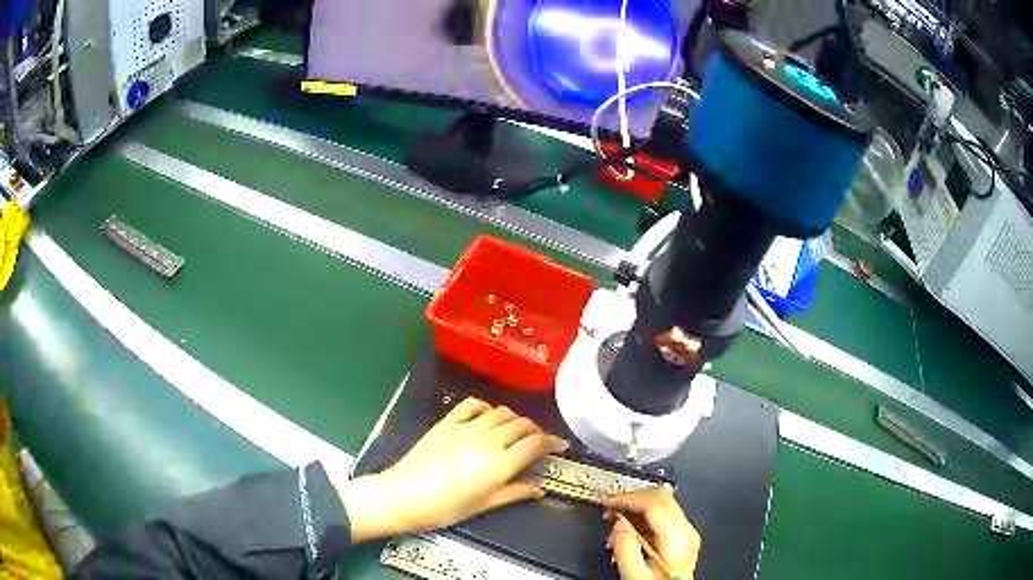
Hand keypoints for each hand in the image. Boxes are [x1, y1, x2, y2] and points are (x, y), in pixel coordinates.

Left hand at [339, 398, 567, 542]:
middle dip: (536, 430)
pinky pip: (473, 405)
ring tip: (517, 430)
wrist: (405, 495)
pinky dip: (487, 407)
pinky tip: (489, 416)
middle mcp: (488, 440)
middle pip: (522, 425)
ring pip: (501, 413)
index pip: (535, 443)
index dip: (552, 442)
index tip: (560, 446)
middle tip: (539, 441)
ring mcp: (467, 427)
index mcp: (501, 463)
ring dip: (515, 419)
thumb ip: (514, 492)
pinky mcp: (447, 422)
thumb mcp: (484, 505)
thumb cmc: (446, 508)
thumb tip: (540, 489)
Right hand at [604, 490, 701, 579]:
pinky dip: (645, 516)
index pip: (654, 503)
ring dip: (638, 506)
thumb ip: (625, 548)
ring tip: (616, 516)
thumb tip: (618, 523)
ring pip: (664, 505)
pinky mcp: (683, 540)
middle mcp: (687, 532)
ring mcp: (687, 535)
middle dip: (633, 499)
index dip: (628, 498)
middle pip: (662, 499)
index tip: (608, 501)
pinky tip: (630, 526)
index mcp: (677, 538)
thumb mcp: (635, 575)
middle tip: (610, 505)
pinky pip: (665, 517)